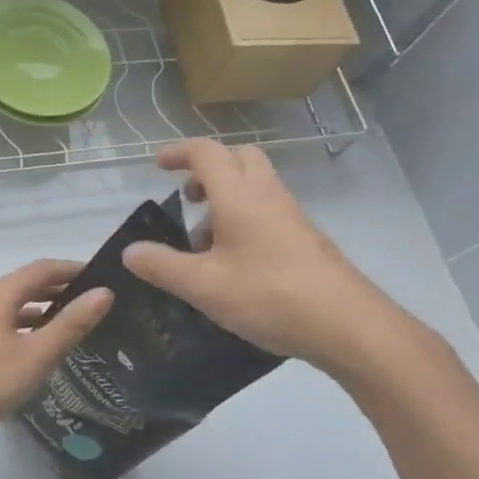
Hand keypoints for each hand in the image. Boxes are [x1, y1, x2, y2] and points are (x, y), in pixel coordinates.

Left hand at [0, 259, 113, 451]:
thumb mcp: (35, 356)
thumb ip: (70, 325)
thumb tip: (104, 293)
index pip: (43, 269)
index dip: (73, 269)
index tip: (103, 277)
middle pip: (26, 285)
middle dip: (59, 290)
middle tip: (93, 303)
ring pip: (11, 307)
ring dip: (41, 310)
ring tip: (71, 326)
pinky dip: (23, 327)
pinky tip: (35, 350)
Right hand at [121, 140, 426, 382]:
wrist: (348, 325)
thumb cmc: (269, 295)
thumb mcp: (203, 286)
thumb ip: (162, 266)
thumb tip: (130, 251)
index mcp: (239, 195)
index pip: (206, 153)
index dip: (179, 153)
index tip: (159, 165)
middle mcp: (267, 195)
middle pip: (238, 159)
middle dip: (208, 169)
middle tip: (188, 198)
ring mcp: (291, 216)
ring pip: (254, 187)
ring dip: (225, 199)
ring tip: (203, 244)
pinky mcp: (306, 239)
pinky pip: (268, 212)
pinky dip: (244, 220)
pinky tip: (233, 265)